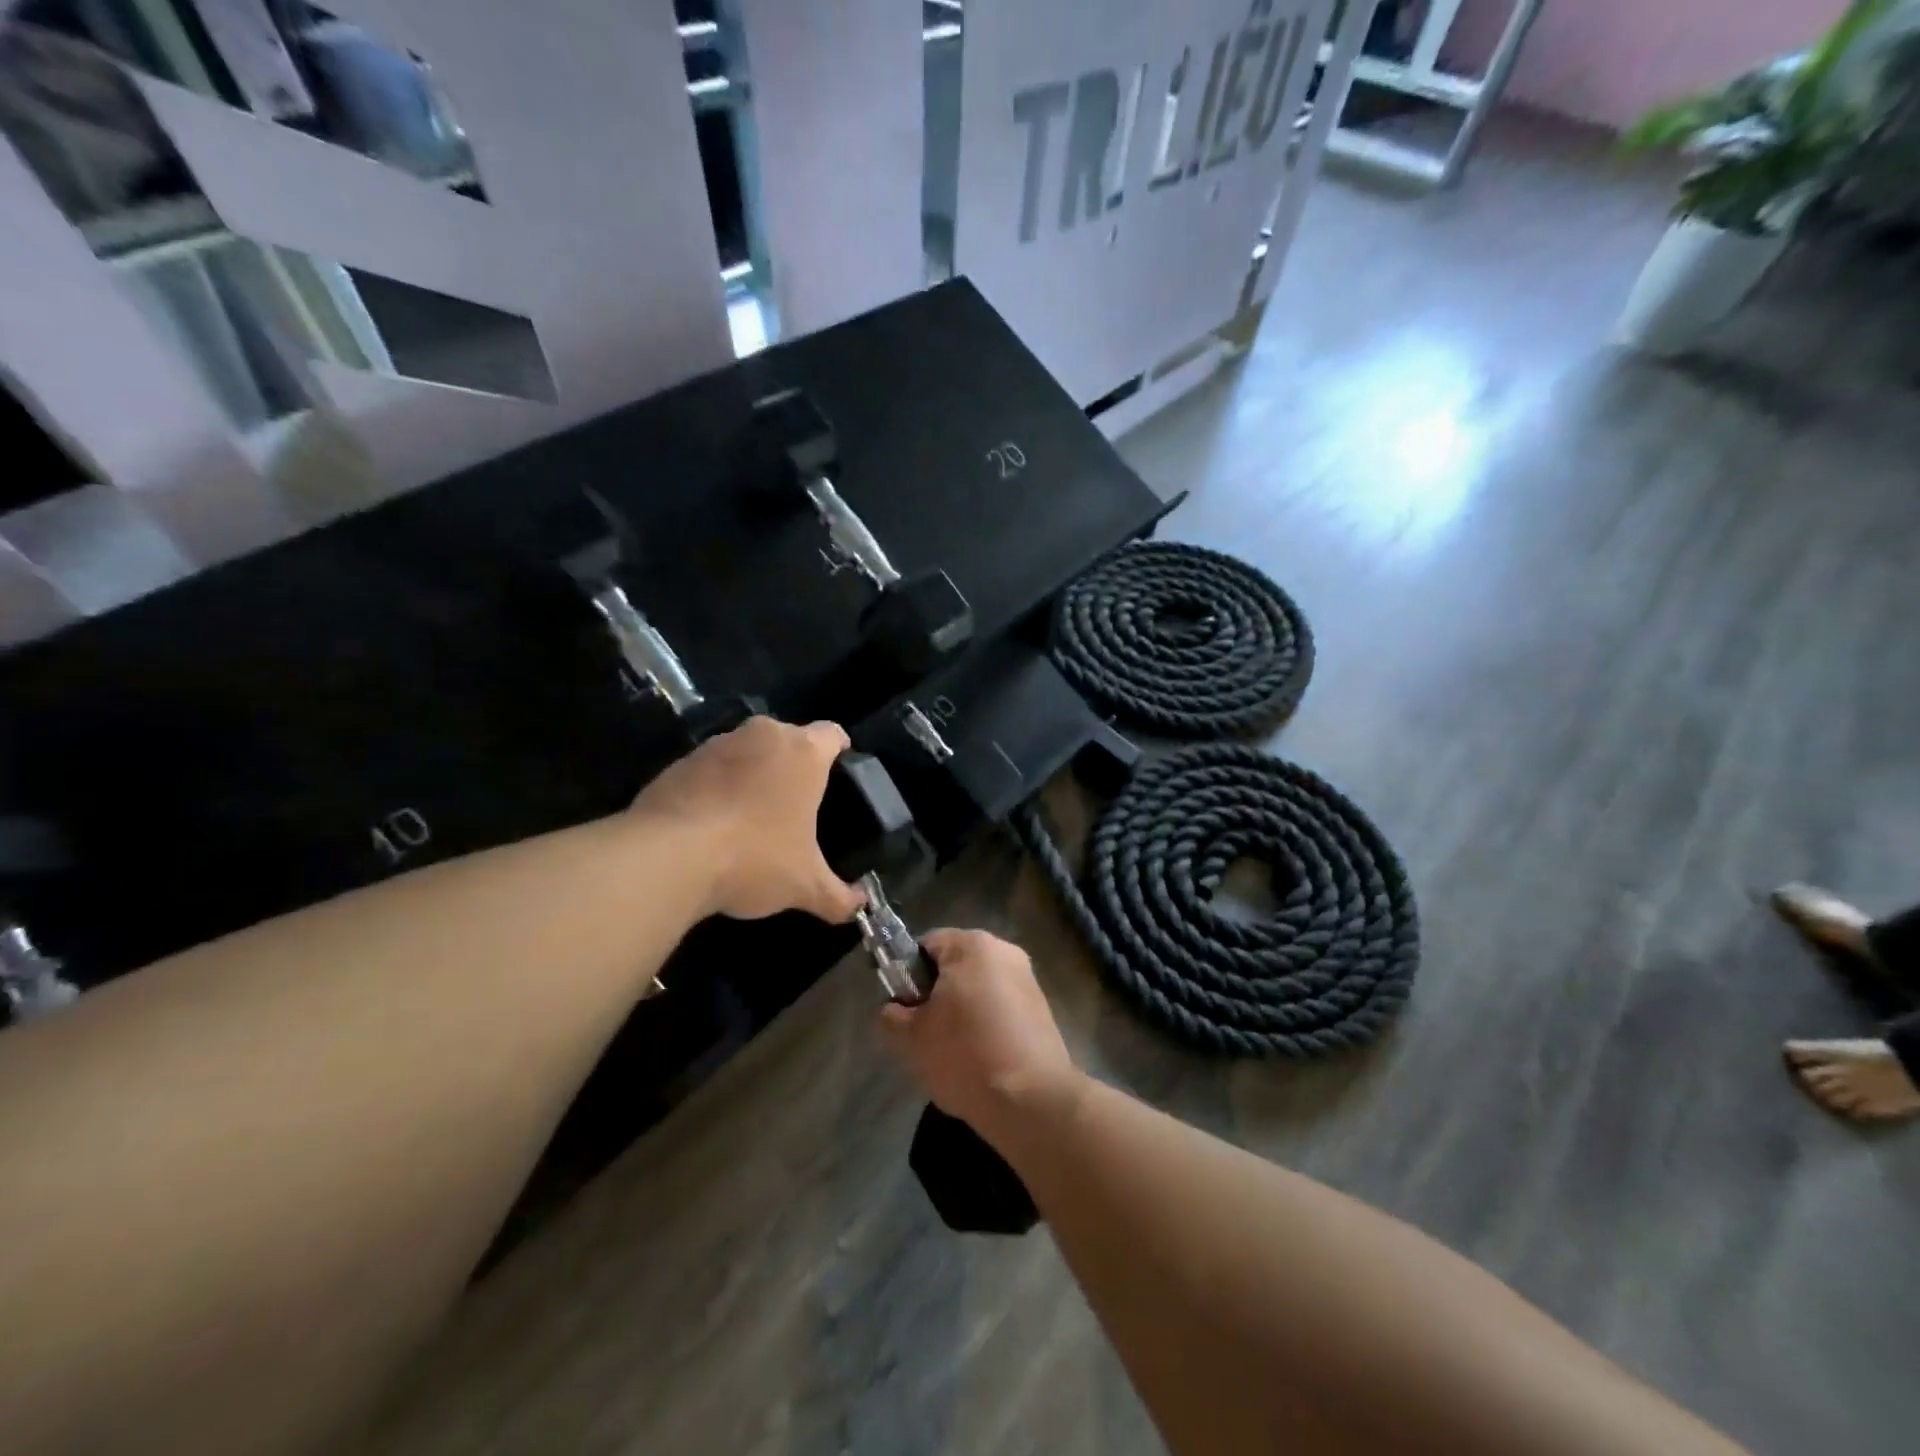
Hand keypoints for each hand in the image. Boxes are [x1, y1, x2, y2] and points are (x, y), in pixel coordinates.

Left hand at [630, 716, 864, 923]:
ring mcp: (716, 745)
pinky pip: (709, 769)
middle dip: (792, 764)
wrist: (667, 857)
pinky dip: (716, 787)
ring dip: (752, 773)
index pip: (831, 734)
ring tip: (751, 815)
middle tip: (796, 802)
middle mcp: (762, 736)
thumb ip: (838, 896)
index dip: (839, 749)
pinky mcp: (678, 763)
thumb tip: (860, 907)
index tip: (840, 769)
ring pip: (746, 751)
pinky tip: (712, 824)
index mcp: (803, 753)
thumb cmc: (754, 858)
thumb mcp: (804, 886)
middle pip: (787, 739)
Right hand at [878, 929, 1078, 1138]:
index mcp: (972, 945)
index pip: (927, 944)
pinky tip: (981, 1058)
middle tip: (923, 1031)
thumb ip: (892, 1015)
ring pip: (980, 987)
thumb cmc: (965, 1056)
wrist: (1031, 1102)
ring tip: (953, 1050)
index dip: (907, 973)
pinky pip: (1002, 1006)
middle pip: (956, 965)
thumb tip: (894, 1009)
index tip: (903, 1007)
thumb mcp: (911, 1038)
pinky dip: (987, 1024)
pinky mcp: (1042, 1008)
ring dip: (962, 1010)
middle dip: (937, 994)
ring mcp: (1028, 979)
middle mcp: (1005, 951)